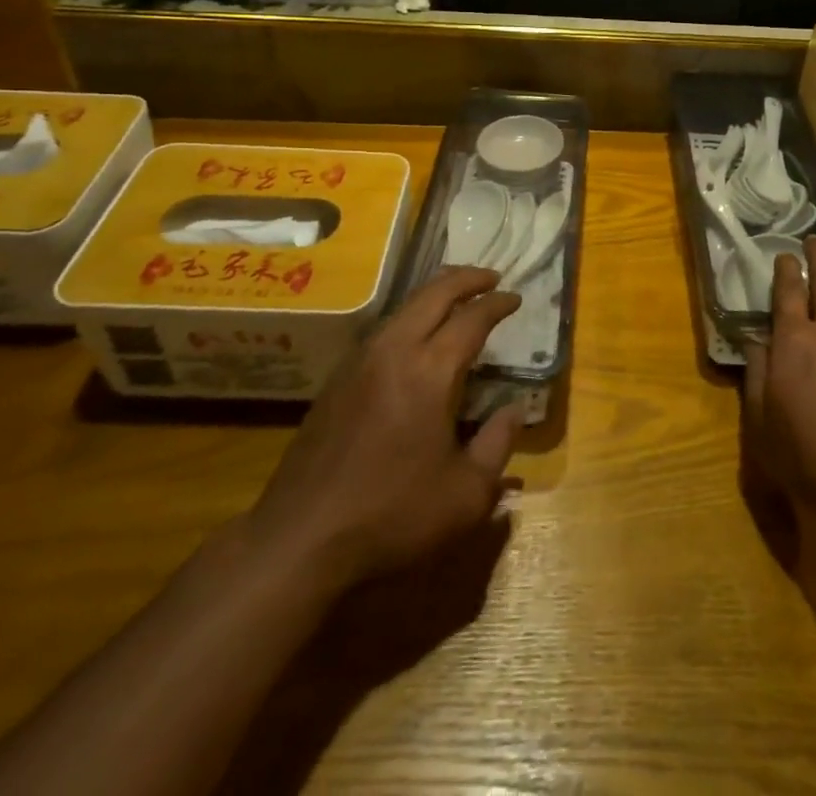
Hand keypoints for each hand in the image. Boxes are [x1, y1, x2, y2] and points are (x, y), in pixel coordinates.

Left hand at [244, 266, 522, 591]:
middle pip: (433, 294)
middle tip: (490, 277)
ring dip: (435, 294)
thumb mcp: (466, 494)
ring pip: (404, 307)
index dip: (497, 303)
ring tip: (457, 299)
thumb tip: (515, 411)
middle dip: (466, 279)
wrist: (300, 539)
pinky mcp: (337, 380)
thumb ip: (498, 445)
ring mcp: (360, 362)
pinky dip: (410, 317)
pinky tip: (415, 337)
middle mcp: (394, 351)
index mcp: (430, 371)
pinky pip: (383, 329)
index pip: (471, 318)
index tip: (516, 297)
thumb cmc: (393, 516)